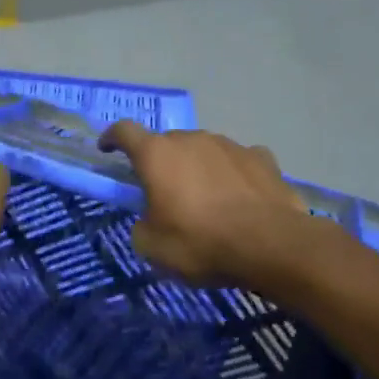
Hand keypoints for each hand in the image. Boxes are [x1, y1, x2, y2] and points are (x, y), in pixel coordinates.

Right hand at [99, 122, 311, 286]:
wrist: (271, 246)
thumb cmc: (200, 243)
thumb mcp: (152, 247)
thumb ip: (142, 225)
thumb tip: (150, 219)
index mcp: (157, 154)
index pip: (124, 132)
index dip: (112, 138)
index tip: (107, 149)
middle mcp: (191, 139)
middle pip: (167, 143)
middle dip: (162, 163)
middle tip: (165, 194)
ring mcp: (230, 145)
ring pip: (204, 150)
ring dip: (199, 168)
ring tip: (207, 201)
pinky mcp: (262, 158)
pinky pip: (239, 162)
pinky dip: (234, 175)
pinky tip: (241, 197)